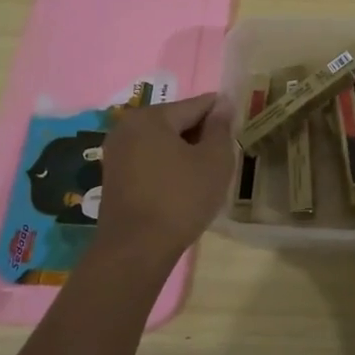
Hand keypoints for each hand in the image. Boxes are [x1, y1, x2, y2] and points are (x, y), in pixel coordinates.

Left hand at [96, 92, 234, 256]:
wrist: (136, 250)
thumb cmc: (181, 199)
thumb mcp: (214, 160)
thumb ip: (220, 127)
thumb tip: (223, 104)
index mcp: (151, 116)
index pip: (197, 105)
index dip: (222, 114)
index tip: (239, 126)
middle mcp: (127, 126)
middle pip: (177, 121)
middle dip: (202, 134)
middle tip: (224, 156)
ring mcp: (116, 152)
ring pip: (163, 141)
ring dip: (185, 151)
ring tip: (206, 173)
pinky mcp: (114, 175)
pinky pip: (150, 159)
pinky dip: (168, 165)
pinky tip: (184, 185)